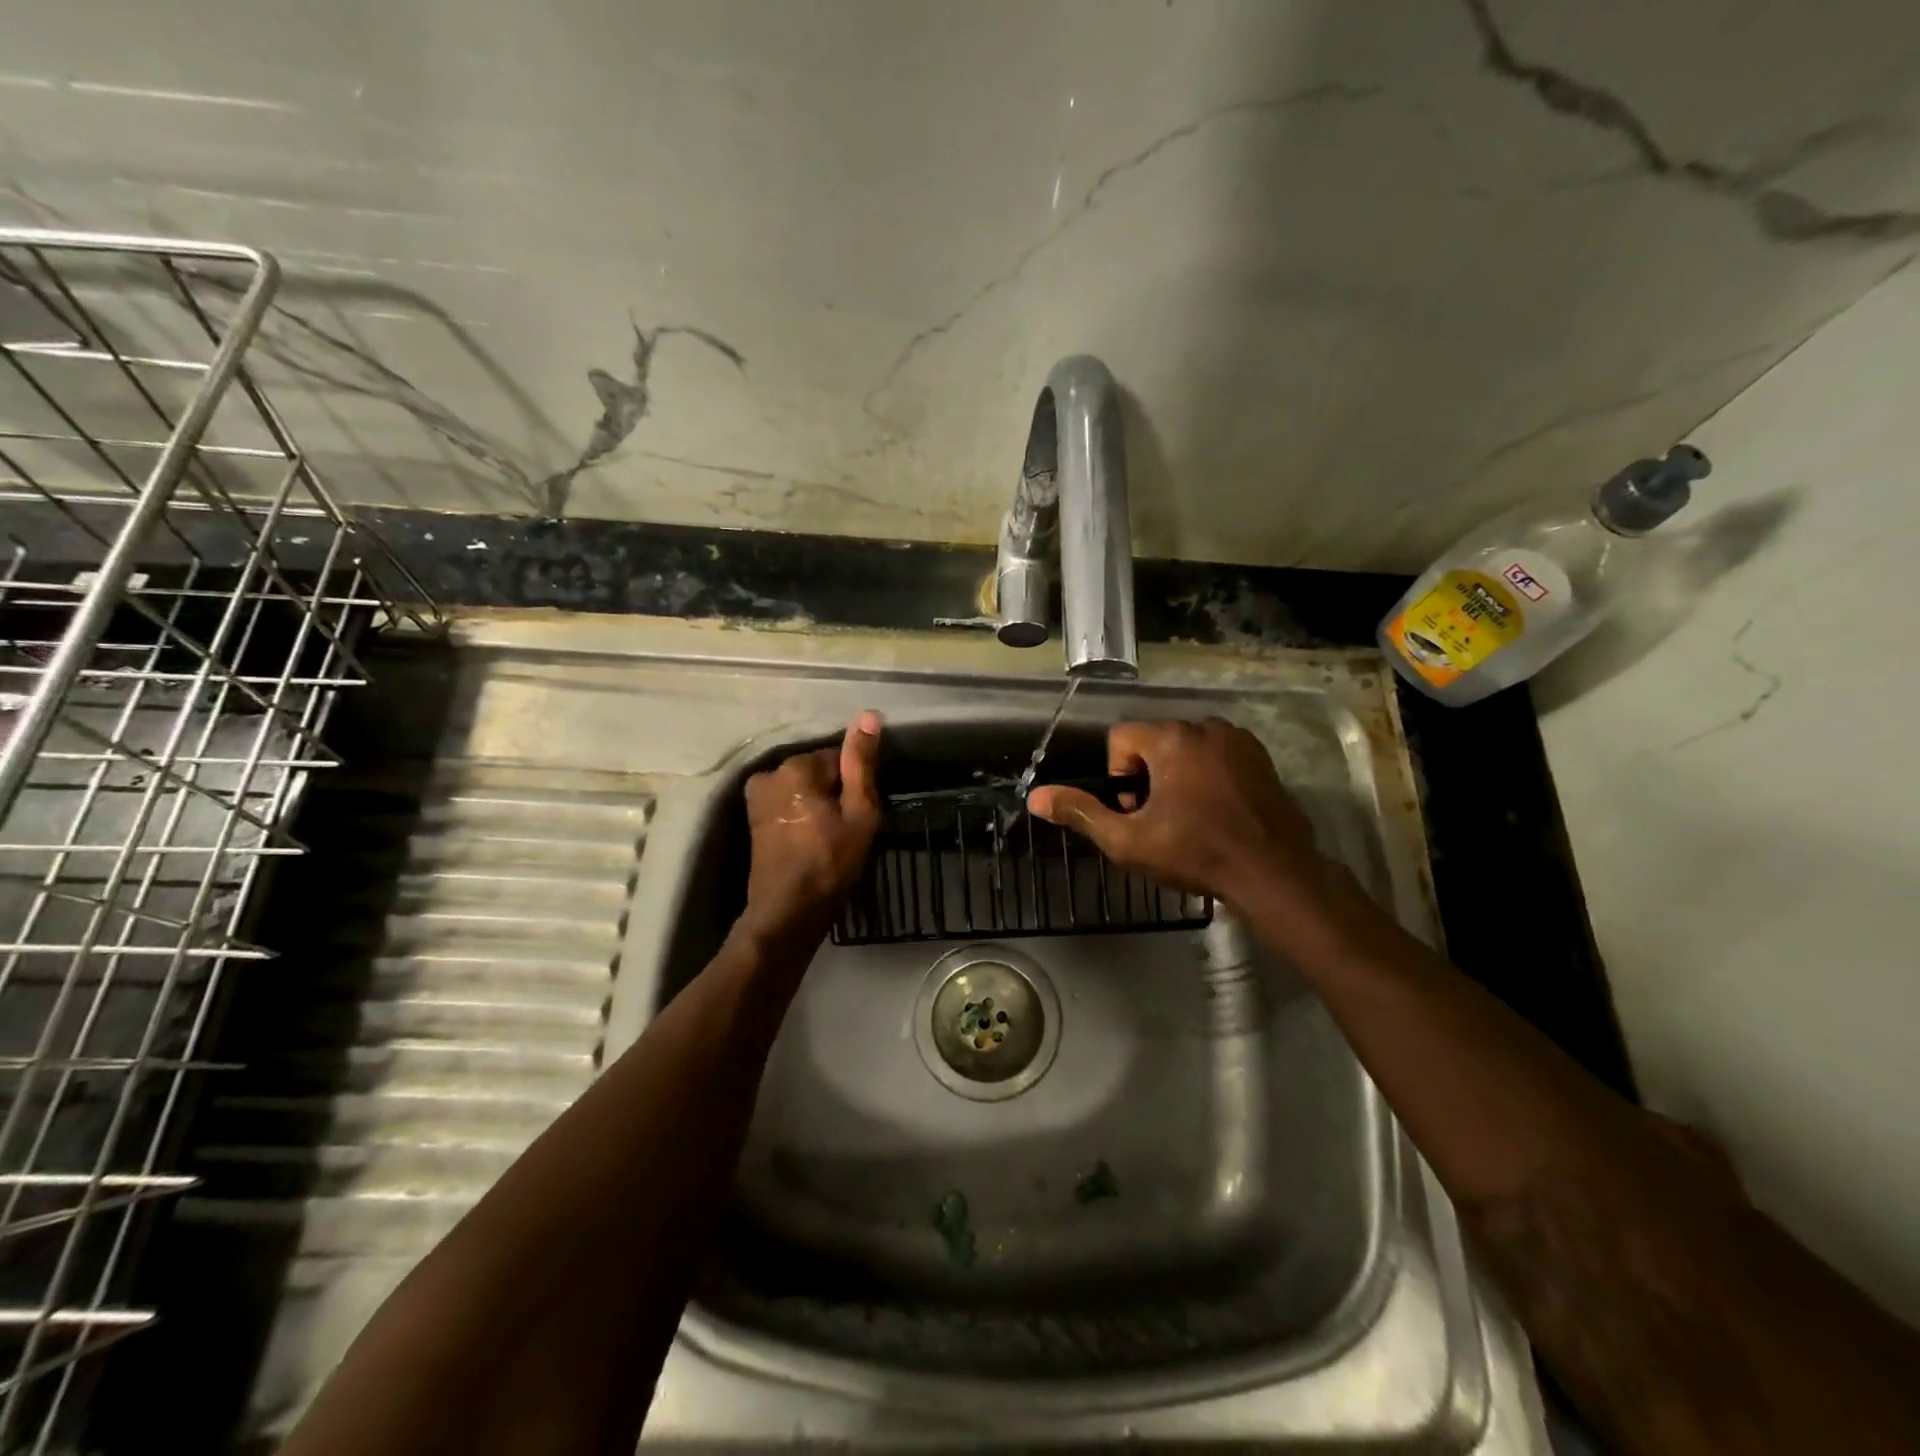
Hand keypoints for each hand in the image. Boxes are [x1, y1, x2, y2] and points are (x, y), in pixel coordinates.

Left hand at [737, 711, 882, 949]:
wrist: (787, 912)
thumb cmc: (831, 863)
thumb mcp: (859, 812)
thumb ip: (861, 762)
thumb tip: (868, 715)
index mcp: (796, 766)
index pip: (838, 758)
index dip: (854, 785)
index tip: (859, 813)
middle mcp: (770, 773)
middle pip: (817, 772)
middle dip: (833, 793)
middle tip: (847, 829)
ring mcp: (757, 796)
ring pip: (802, 788)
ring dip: (817, 804)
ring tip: (830, 836)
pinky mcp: (753, 817)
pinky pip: (787, 803)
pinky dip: (801, 815)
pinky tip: (811, 840)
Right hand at [1028, 718, 1324, 909]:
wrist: (1272, 872)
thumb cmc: (1195, 854)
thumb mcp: (1128, 840)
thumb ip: (1080, 813)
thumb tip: (1036, 797)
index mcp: (1170, 739)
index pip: (1120, 739)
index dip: (1118, 777)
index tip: (1136, 812)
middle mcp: (1204, 726)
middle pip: (1154, 742)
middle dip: (1148, 776)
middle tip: (1162, 820)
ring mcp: (1237, 739)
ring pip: (1186, 748)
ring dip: (1178, 774)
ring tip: (1190, 818)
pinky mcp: (1261, 756)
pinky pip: (1217, 755)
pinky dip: (1209, 774)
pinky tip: (1218, 811)